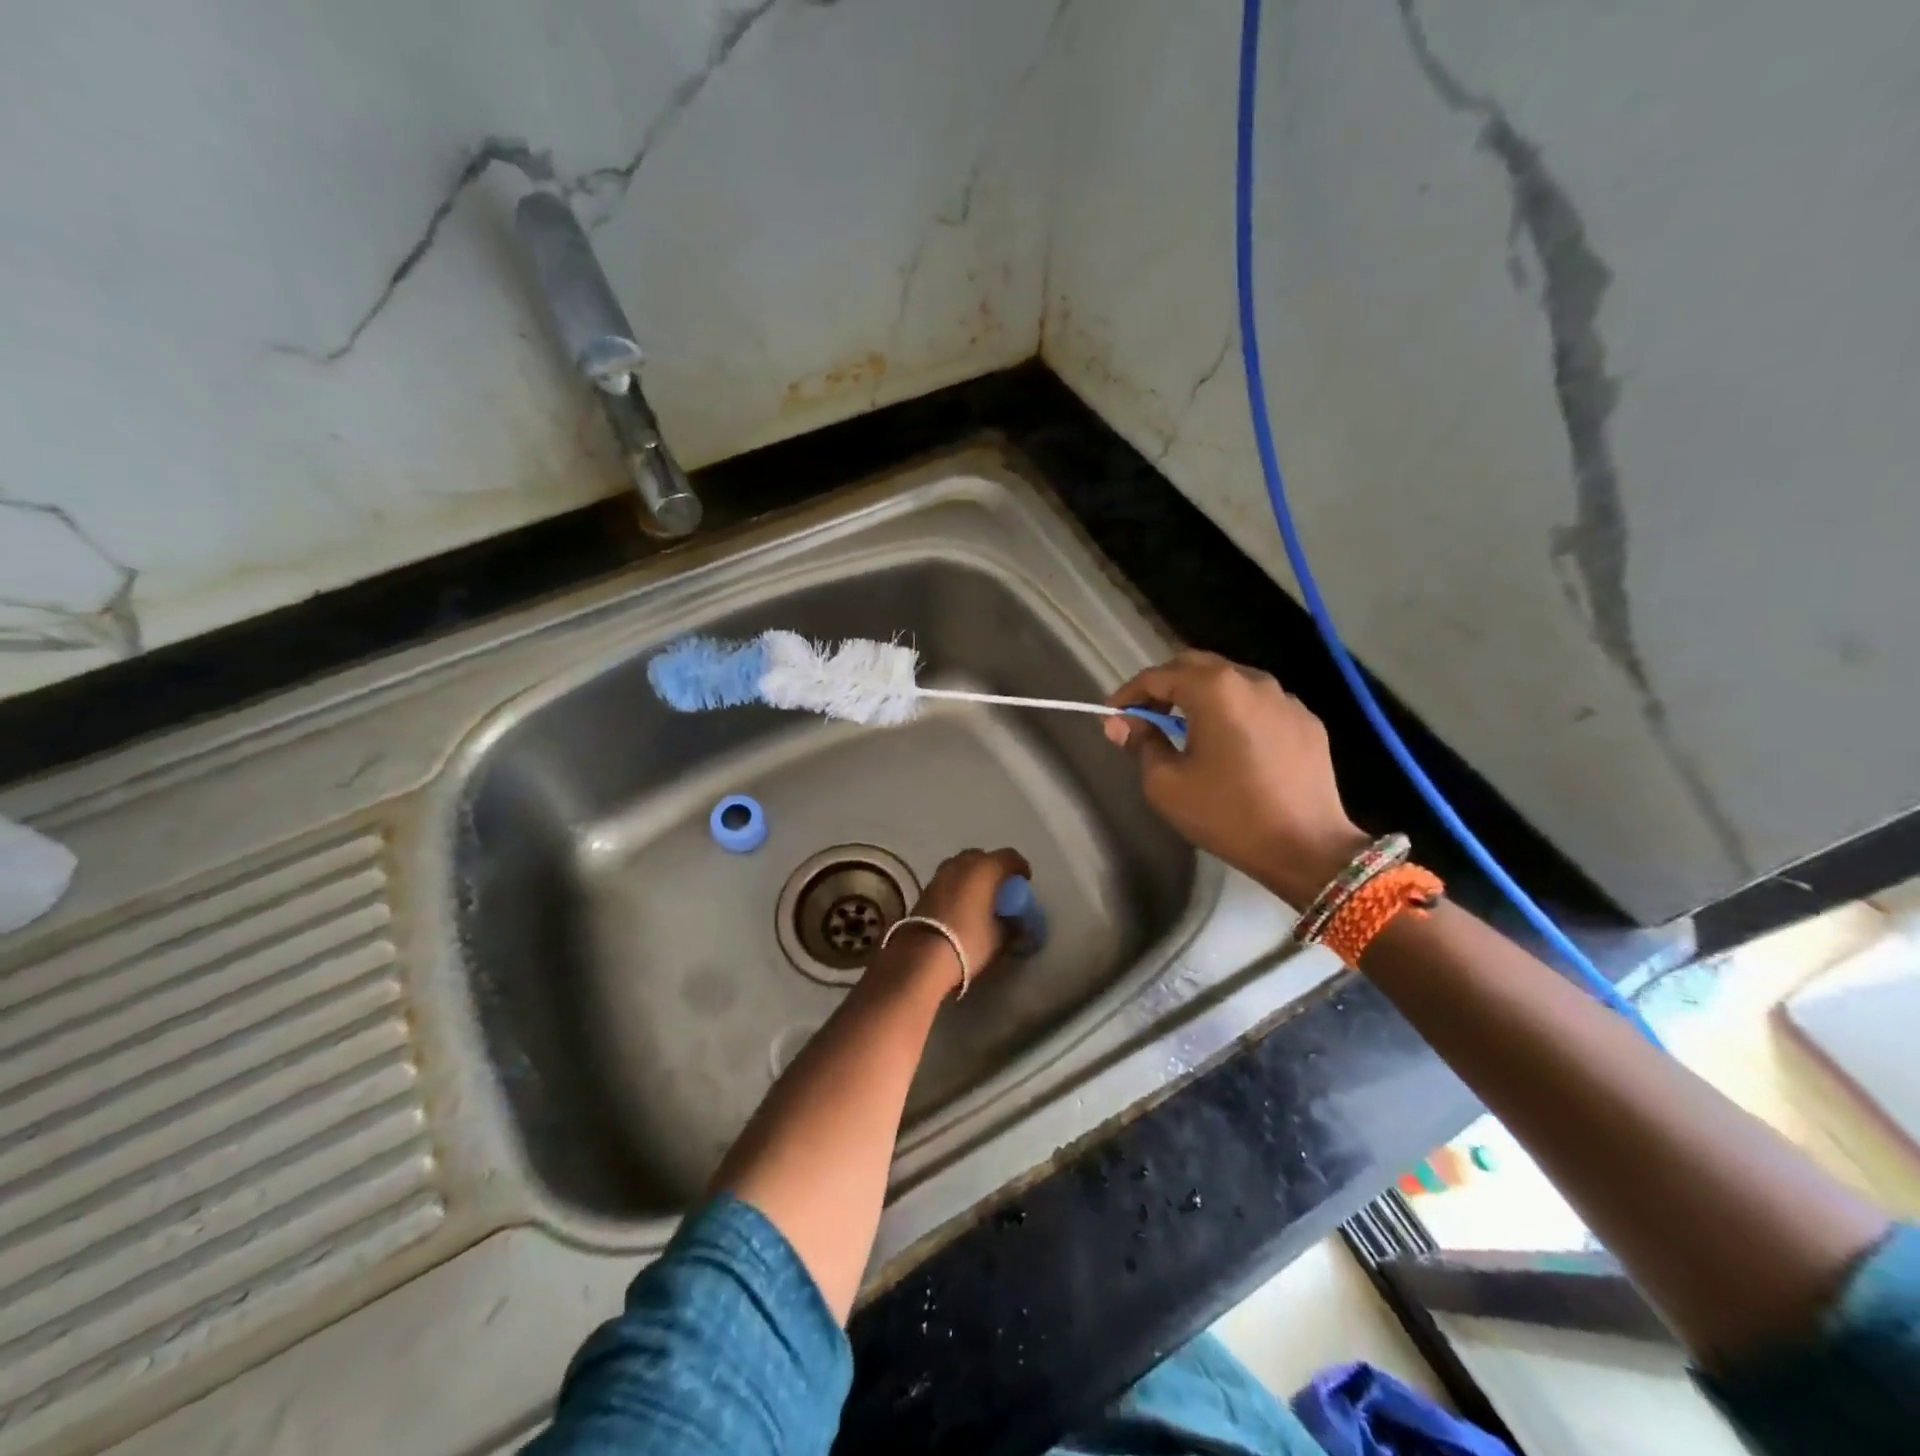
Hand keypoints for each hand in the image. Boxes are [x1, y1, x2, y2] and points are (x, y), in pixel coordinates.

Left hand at [886, 847, 1030, 995]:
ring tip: (980, 895)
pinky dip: (957, 885)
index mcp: (985, 869)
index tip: (1024, 881)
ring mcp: (940, 874)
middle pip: (982, 856)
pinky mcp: (925, 888)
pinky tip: (961, 904)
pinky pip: (948, 878)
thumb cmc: (969, 941)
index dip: (1020, 866)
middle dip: (993, 867)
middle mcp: (962, 864)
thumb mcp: (999, 936)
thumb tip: (1016, 921)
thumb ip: (1012, 924)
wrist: (923, 956)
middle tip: (1001, 887)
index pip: (1009, 856)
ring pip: (962, 865)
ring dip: (973, 874)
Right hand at [1105, 651, 1369, 905]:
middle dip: (1164, 687)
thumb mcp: (1166, 784)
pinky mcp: (1307, 721)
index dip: (1129, 694)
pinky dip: (1234, 713)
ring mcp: (1286, 699)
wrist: (1307, 848)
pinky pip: (1259, 704)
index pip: (1158, 676)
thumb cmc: (1228, 814)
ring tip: (1186, 730)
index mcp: (1214, 689)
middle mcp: (1252, 680)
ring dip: (1201, 697)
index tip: (1112, 717)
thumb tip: (1122, 724)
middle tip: (1145, 717)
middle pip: (1196, 666)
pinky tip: (1229, 745)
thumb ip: (1141, 744)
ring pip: (1230, 682)